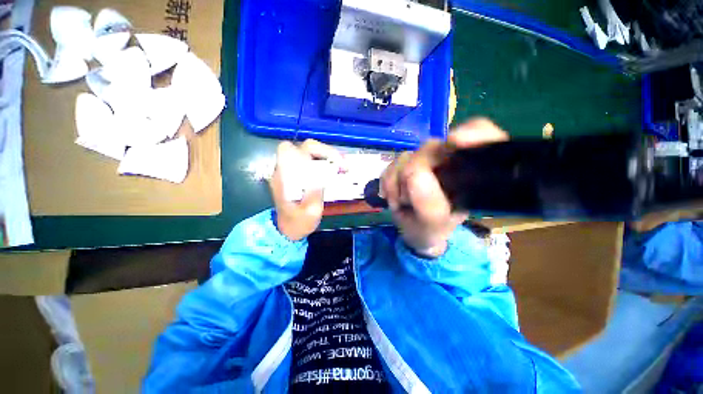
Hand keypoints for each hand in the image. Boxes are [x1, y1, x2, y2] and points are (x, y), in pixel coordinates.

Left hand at [269, 139, 343, 240]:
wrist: (288, 231)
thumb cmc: (298, 223)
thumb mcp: (310, 212)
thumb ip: (316, 192)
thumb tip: (325, 173)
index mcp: (284, 178)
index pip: (291, 150)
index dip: (313, 150)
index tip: (332, 162)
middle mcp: (285, 171)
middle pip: (303, 147)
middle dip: (325, 152)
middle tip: (341, 164)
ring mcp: (292, 172)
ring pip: (308, 152)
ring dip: (326, 156)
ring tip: (341, 167)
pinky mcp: (299, 175)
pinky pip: (310, 161)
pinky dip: (324, 162)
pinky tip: (333, 171)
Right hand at [380, 118, 507, 256]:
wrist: (413, 231)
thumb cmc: (431, 231)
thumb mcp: (433, 224)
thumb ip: (427, 204)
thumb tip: (414, 174)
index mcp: (470, 174)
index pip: (481, 136)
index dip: (471, 133)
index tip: (456, 142)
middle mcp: (449, 162)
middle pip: (431, 148)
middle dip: (412, 174)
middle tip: (406, 200)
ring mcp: (425, 161)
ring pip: (407, 156)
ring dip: (396, 182)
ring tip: (399, 202)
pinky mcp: (407, 164)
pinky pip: (392, 163)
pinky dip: (387, 181)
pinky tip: (391, 196)